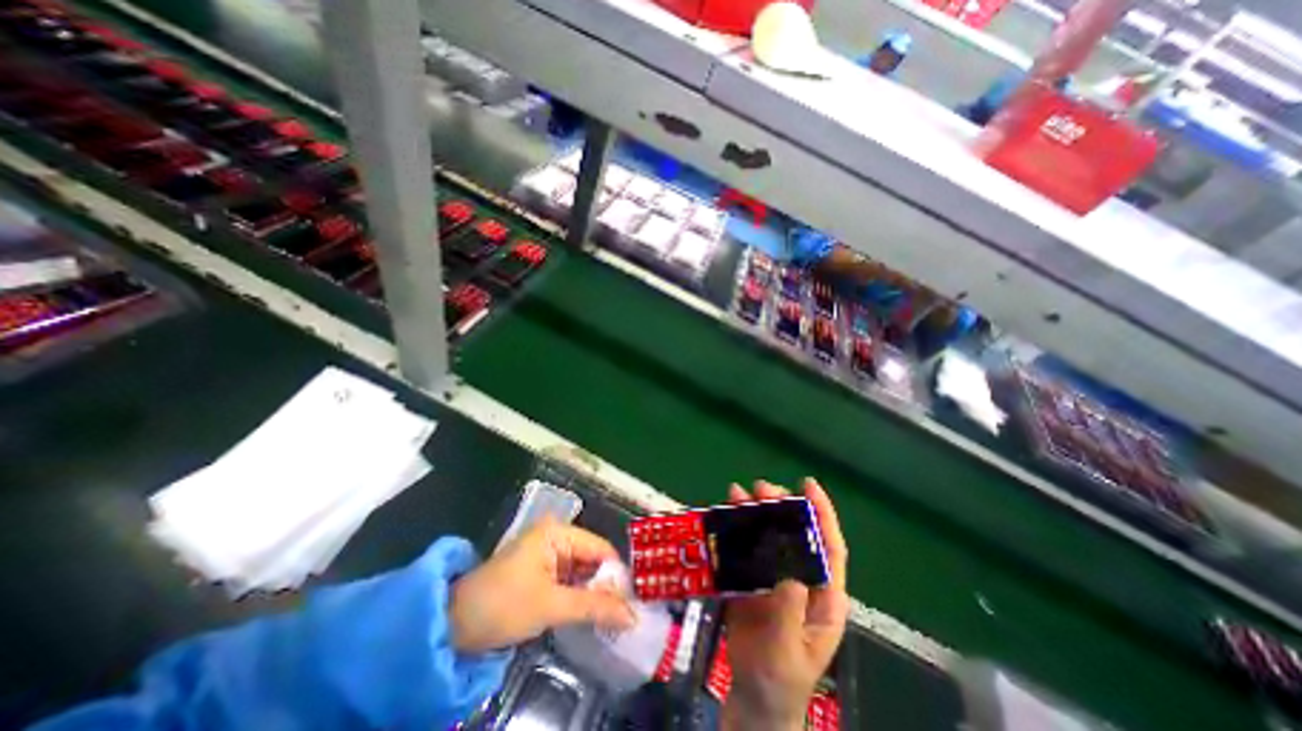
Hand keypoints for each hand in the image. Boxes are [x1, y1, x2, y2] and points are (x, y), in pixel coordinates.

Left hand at [452, 518, 639, 654]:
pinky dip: (581, 598)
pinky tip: (593, 616)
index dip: (617, 575)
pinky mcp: (543, 574)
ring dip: (595, 594)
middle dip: (607, 586)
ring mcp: (549, 556)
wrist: (451, 626)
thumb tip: (633, 616)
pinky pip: (571, 582)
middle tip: (625, 615)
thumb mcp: (551, 605)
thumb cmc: (502, 605)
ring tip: (615, 619)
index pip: (601, 549)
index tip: (633, 603)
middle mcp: (557, 538)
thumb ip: (594, 607)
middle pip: (593, 560)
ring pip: (584, 573)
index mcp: (558, 533)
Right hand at [716, 480, 851, 729]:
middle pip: (795, 534)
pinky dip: (736, 530)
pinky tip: (725, 515)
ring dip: (756, 512)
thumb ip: (790, 615)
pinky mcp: (751, 579)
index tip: (809, 486)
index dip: (822, 514)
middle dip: (781, 506)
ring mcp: (774, 576)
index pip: (829, 548)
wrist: (753, 697)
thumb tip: (791, 575)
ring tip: (739, 493)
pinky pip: (745, 548)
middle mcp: (800, 577)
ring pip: (768, 536)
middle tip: (761, 489)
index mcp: (823, 595)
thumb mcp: (789, 652)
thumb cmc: (781, 680)